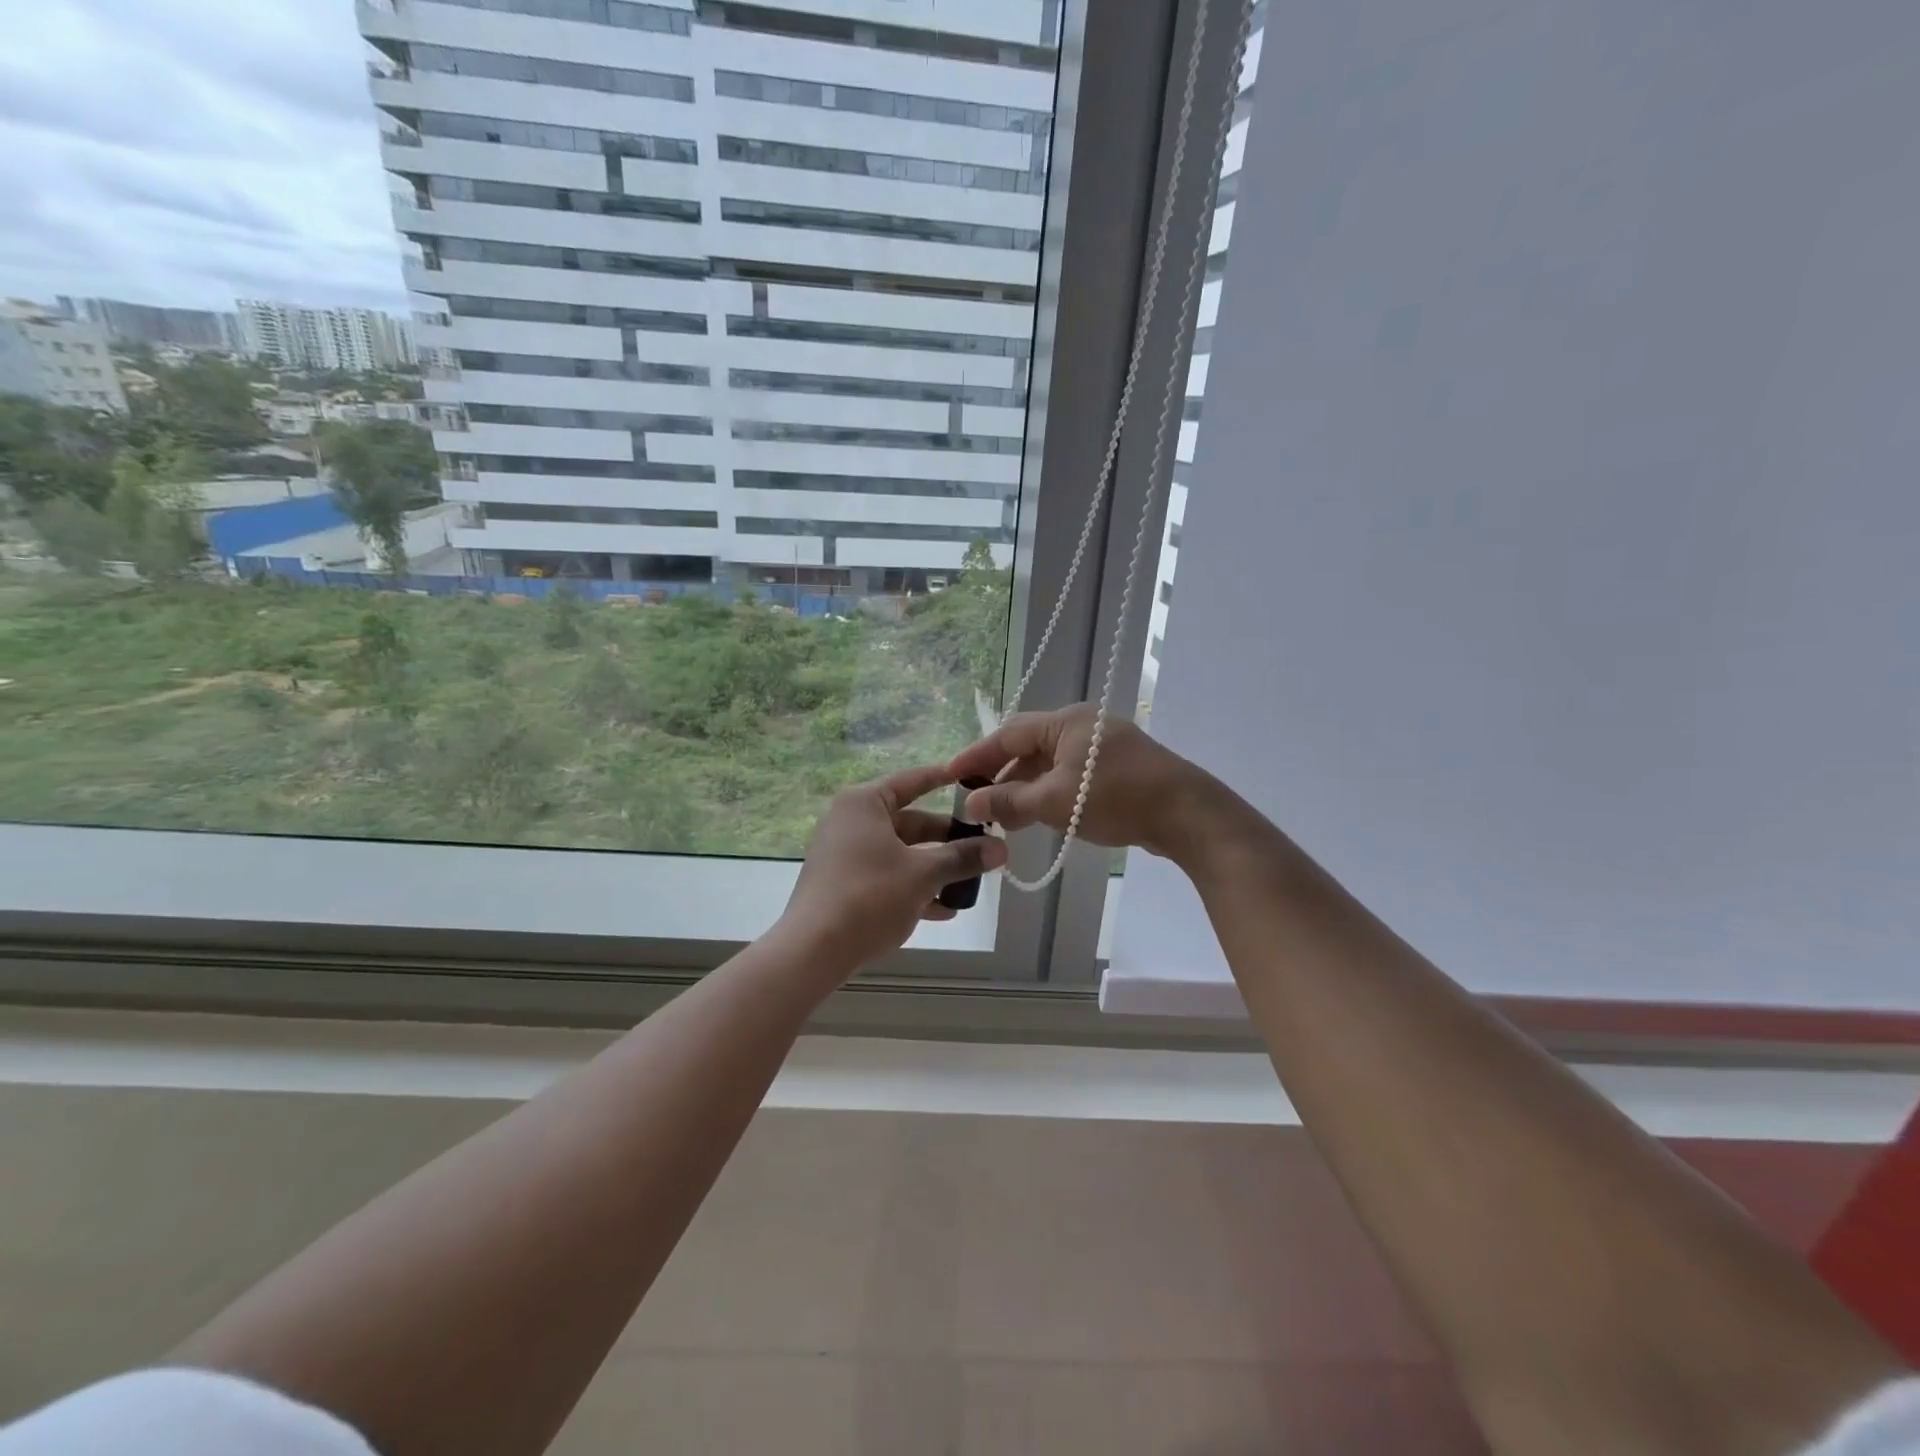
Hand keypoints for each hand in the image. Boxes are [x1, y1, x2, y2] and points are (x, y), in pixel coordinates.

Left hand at [777, 764, 1007, 974]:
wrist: (813, 950)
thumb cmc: (870, 896)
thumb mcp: (923, 874)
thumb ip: (962, 858)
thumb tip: (1000, 849)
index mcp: (865, 804)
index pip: (911, 781)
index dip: (942, 779)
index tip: (971, 779)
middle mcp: (851, 822)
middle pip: (910, 822)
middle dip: (947, 839)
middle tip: (983, 846)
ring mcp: (844, 854)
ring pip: (900, 853)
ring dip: (935, 868)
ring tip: (970, 883)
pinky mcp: (842, 884)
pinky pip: (886, 876)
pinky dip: (912, 887)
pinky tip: (943, 911)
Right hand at [948, 705, 1219, 858]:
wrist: (1187, 813)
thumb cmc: (1114, 798)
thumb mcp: (1054, 802)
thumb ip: (1009, 802)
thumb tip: (971, 803)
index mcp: (1065, 722)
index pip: (1008, 734)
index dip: (977, 756)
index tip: (951, 775)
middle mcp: (1083, 726)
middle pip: (1029, 747)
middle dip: (1001, 776)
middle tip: (977, 803)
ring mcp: (1103, 747)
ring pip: (1051, 764)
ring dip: (1026, 789)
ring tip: (1005, 819)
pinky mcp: (1119, 769)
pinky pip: (1072, 776)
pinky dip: (1051, 793)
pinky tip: (1041, 817)